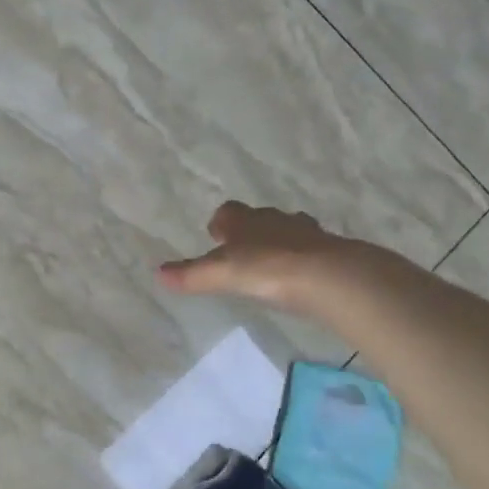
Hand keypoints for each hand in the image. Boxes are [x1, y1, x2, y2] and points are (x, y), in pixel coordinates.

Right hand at [158, 202, 365, 317]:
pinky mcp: (330, 252)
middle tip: (242, 250)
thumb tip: (158, 274)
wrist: (327, 276)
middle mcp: (276, 220)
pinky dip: (303, 258)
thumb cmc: (267, 269)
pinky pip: (311, 249)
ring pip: (288, 230)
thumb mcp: (221, 274)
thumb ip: (191, 275)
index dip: (221, 222)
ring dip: (279, 242)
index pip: (229, 212)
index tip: (216, 235)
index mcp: (246, 221)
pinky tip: (300, 275)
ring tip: (271, 263)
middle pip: (260, 218)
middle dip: (250, 231)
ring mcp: (306, 234)